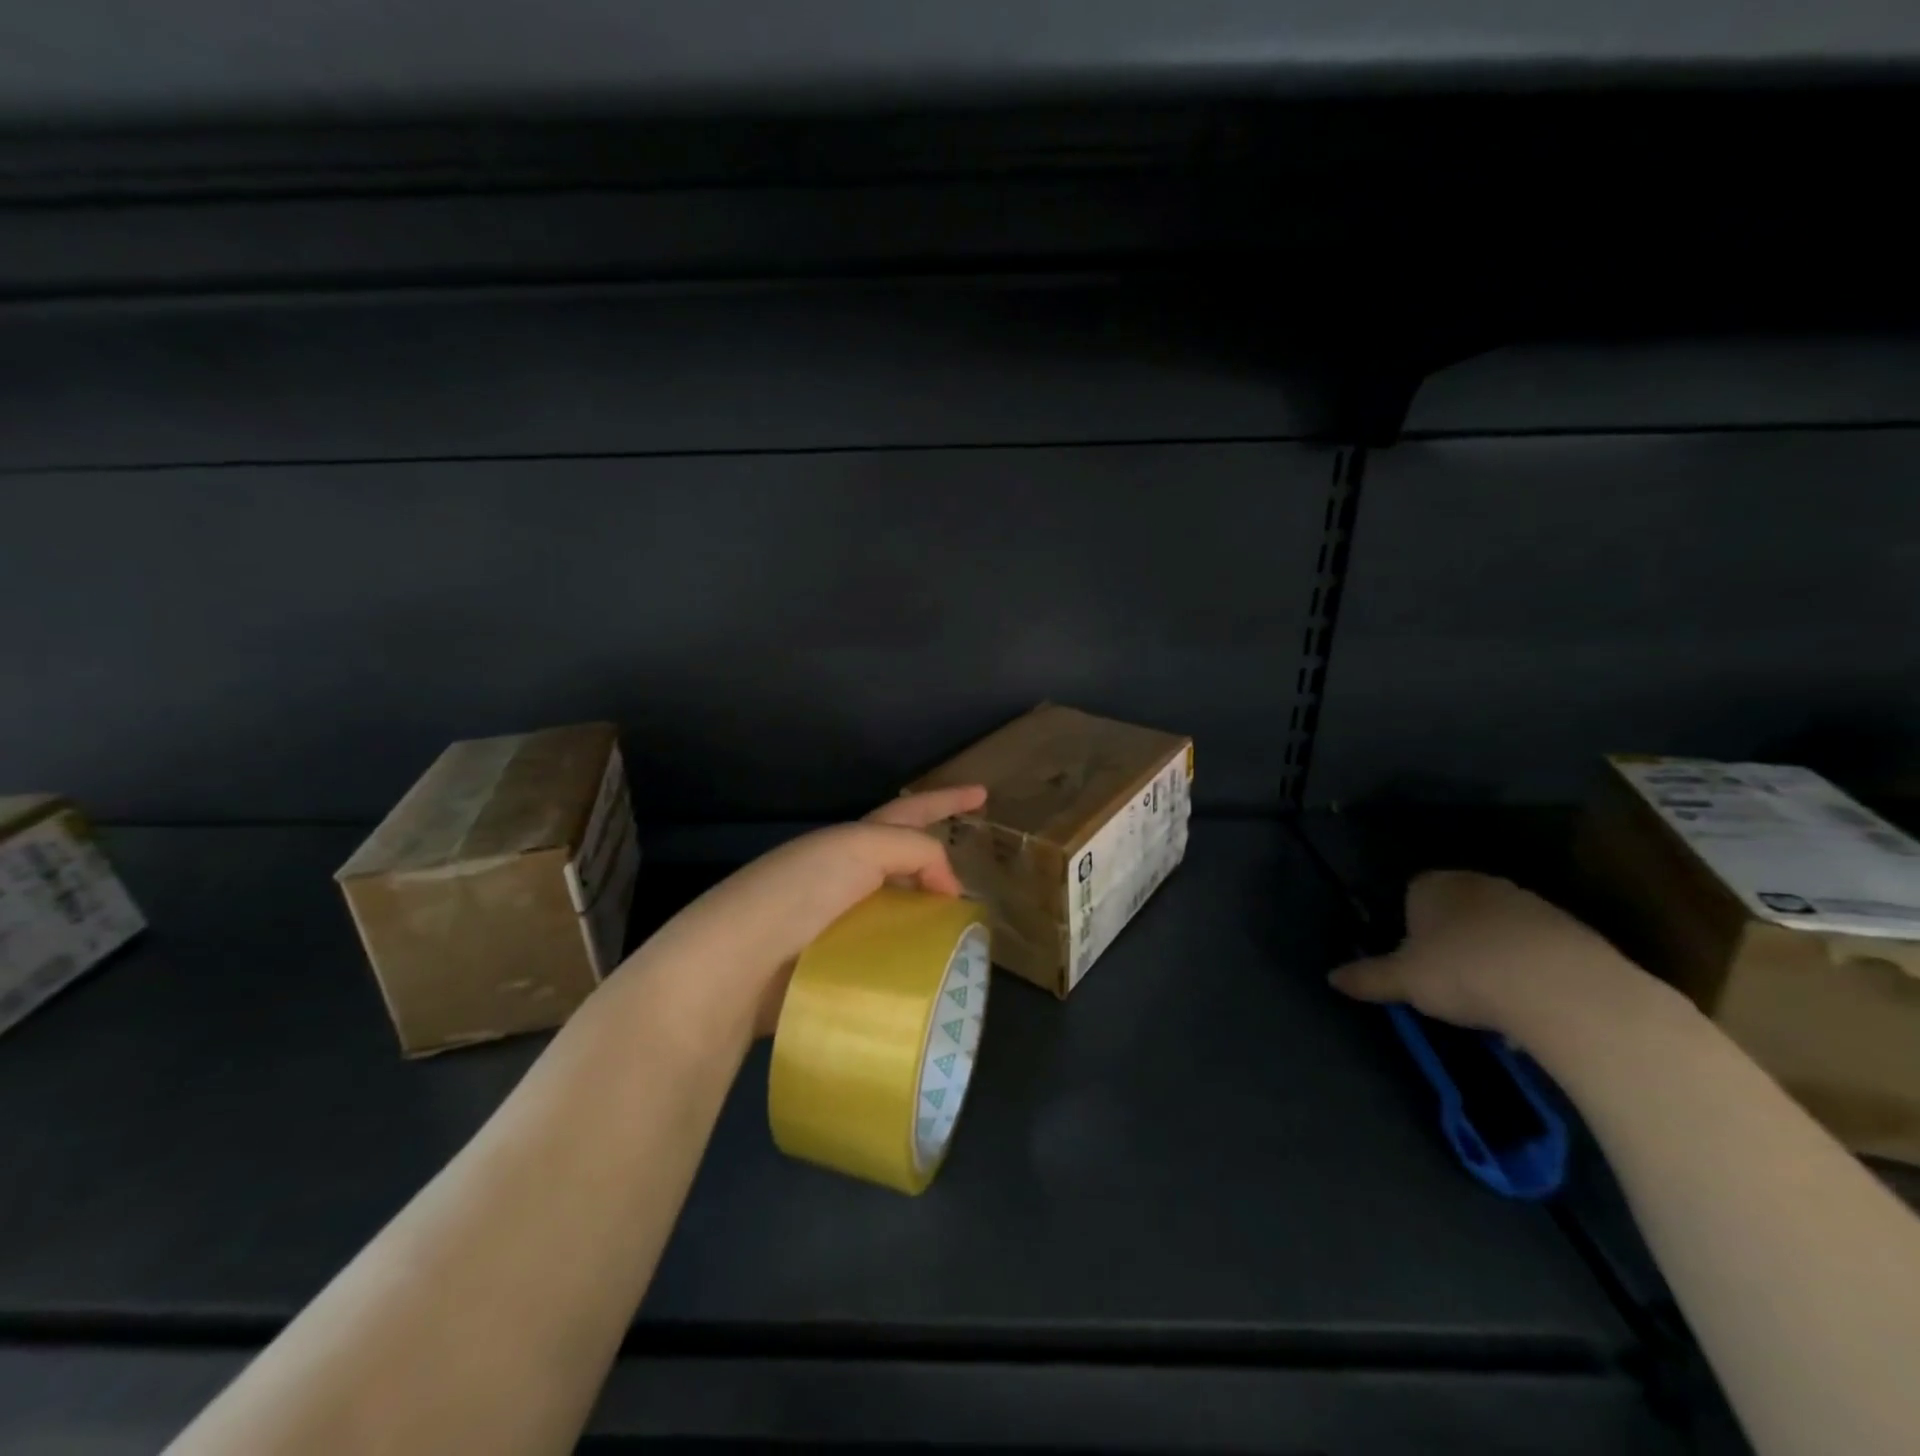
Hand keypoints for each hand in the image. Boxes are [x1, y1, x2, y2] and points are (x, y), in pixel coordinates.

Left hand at [621, 786, 987, 1039]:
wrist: (736, 964)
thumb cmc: (798, 893)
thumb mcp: (860, 849)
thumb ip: (914, 851)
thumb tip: (947, 889)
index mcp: (847, 842)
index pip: (908, 812)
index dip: (946, 799)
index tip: (983, 793)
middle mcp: (841, 877)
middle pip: (903, 864)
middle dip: (938, 868)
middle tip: (973, 889)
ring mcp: (835, 923)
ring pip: (897, 912)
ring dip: (928, 919)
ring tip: (963, 938)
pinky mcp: (831, 967)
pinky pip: (885, 955)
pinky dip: (910, 958)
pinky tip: (932, 973)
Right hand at [1328, 870, 1645, 1044]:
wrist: (1563, 988)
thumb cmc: (1463, 971)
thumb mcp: (1404, 981)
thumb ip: (1367, 977)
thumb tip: (1330, 978)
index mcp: (1434, 884)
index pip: (1410, 895)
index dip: (1408, 928)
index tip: (1413, 961)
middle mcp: (1479, 883)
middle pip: (1456, 910)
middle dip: (1451, 940)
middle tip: (1447, 981)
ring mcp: (1529, 903)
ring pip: (1497, 930)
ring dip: (1492, 956)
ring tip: (1491, 1000)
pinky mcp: (1572, 931)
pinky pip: (1536, 950)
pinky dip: (1529, 971)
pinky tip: (1528, 1004)